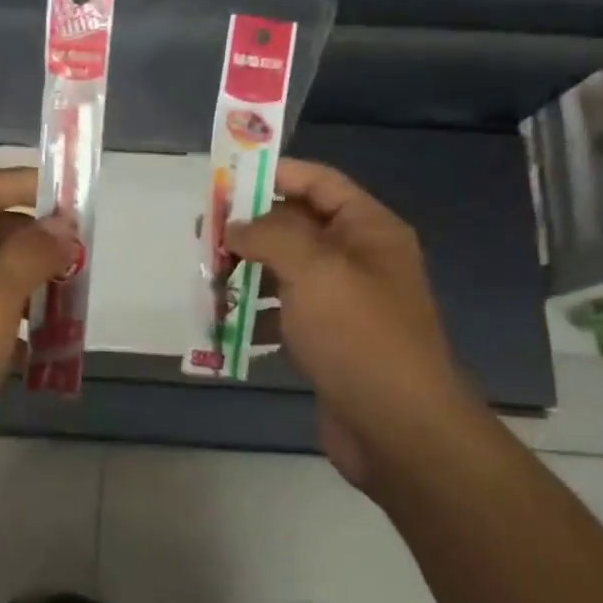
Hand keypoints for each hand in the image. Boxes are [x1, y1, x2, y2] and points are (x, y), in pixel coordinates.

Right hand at [226, 159, 482, 490]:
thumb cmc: (359, 336)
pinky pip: (285, 314)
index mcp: (366, 230)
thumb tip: (235, 226)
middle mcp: (358, 259)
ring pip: (285, 271)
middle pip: (295, 226)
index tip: (223, 179)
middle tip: (203, 235)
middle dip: (249, 229)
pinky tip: (226, 325)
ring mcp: (343, 302)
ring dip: (246, 274)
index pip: (317, 182)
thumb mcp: (314, 270)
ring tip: (207, 281)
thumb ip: (270, 235)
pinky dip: (256, 316)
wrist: (399, 428)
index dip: (272, 173)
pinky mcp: (328, 341)